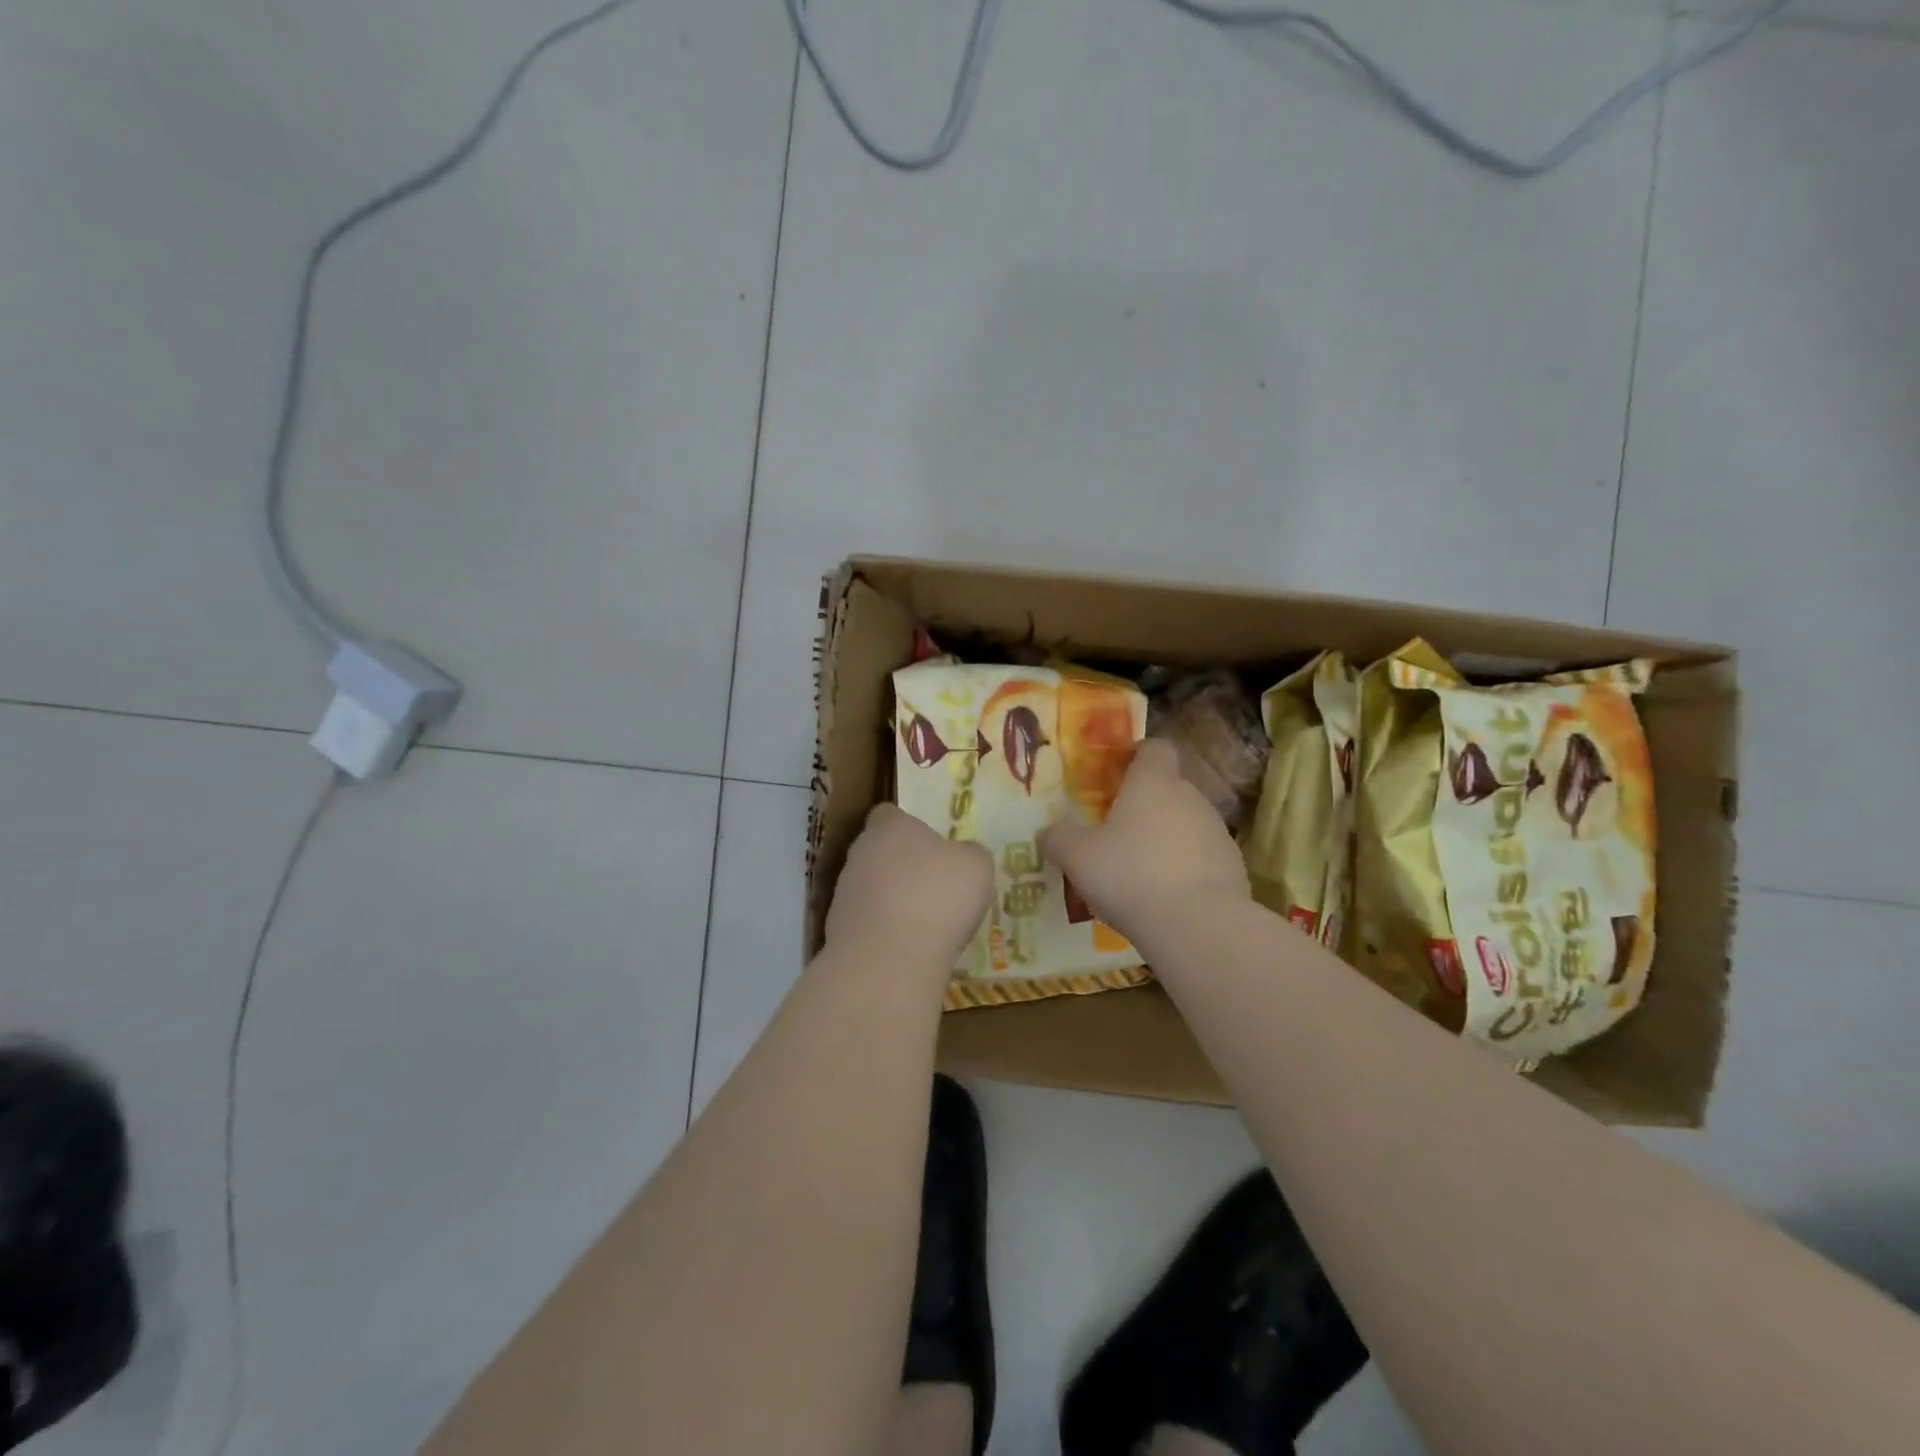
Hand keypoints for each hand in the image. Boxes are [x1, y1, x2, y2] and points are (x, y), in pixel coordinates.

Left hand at [826, 805, 993, 967]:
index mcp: (889, 828)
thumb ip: (970, 855)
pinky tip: (907, 949)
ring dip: (891, 901)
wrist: (888, 960)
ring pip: (870, 888)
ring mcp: (844, 894)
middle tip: (932, 885)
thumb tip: (964, 856)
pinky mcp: (837, 931)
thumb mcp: (976, 867)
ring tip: (923, 923)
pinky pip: (867, 924)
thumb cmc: (938, 897)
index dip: (908, 825)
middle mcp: (859, 854)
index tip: (929, 844)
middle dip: (900, 866)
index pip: (888, 814)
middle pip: (878, 851)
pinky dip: (884, 932)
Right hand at [1039, 739, 1249, 950]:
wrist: (1198, 925)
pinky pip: (1202, 856)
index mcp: (1153, 783)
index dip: (1138, 756)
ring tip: (1140, 870)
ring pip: (1186, 823)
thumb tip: (1048, 831)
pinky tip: (1166, 896)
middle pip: (1169, 787)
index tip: (1118, 775)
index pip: (1155, 748)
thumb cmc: (1130, 875)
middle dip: (1146, 804)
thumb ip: (1059, 838)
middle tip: (1117, 831)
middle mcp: (1189, 797)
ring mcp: (1216, 831)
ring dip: (1166, 838)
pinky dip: (1185, 867)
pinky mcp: (1233, 865)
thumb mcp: (1077, 857)